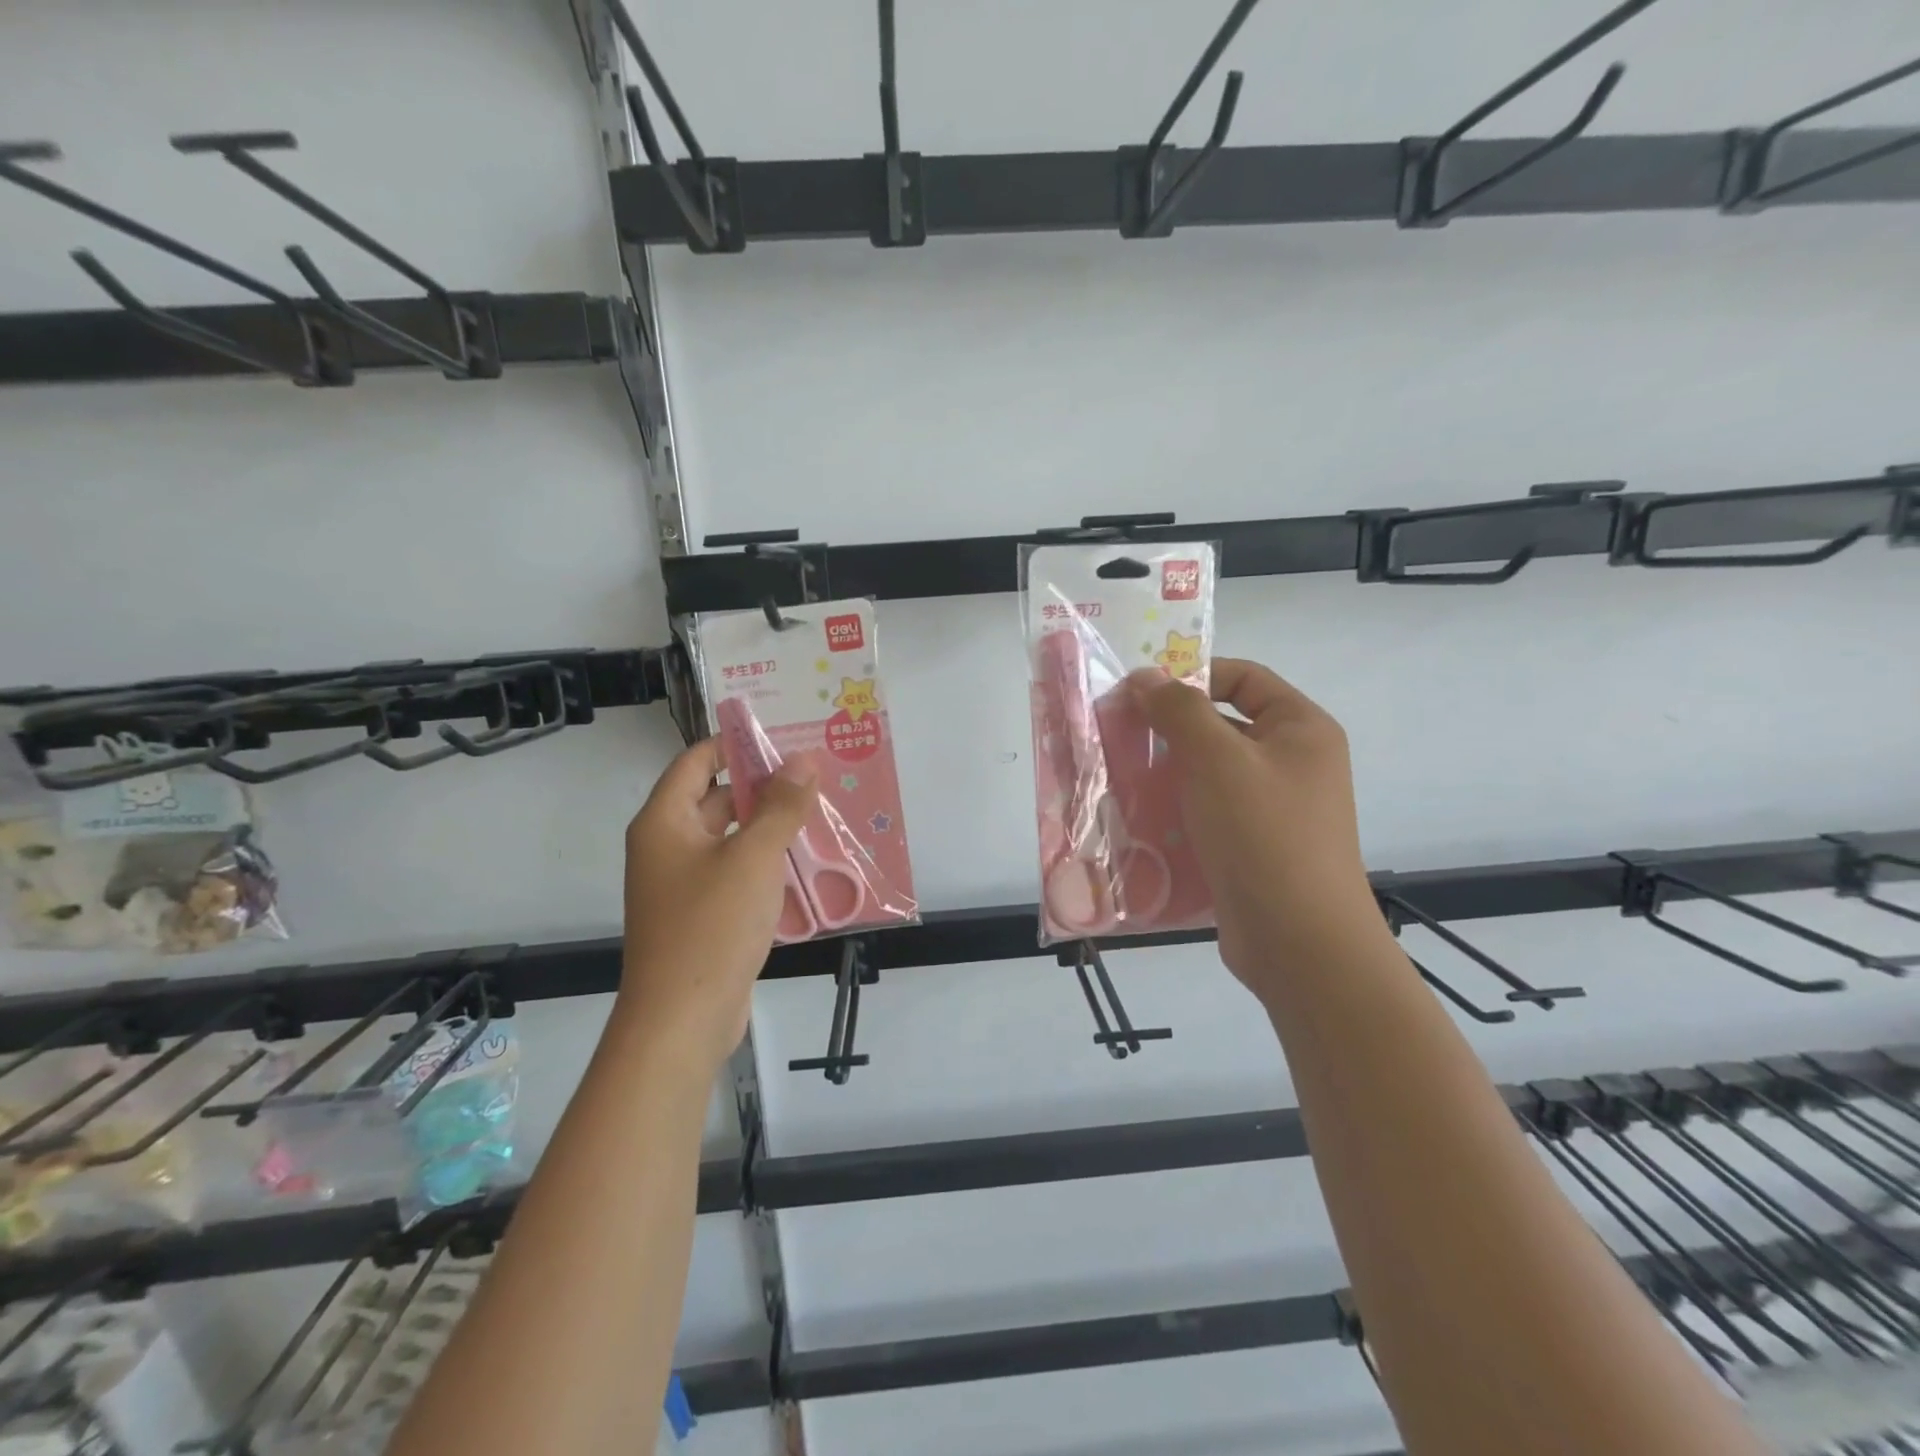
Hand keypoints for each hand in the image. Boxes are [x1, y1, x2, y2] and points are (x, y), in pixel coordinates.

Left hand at [620, 738, 816, 1072]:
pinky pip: (736, 873)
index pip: (697, 762)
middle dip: (763, 785)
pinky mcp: (703, 915)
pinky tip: (806, 862)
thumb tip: (803, 761)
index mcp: (664, 822)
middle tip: (814, 773)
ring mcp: (684, 884)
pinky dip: (766, 863)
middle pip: (716, 798)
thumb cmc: (711, 927)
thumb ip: (781, 807)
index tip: (783, 735)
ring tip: (820, 811)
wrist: (682, 1022)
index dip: (736, 744)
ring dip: (770, 825)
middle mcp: (668, 846)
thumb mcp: (753, 858)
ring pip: (731, 838)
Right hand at [1127, 659, 1382, 993]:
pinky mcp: (1252, 846)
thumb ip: (1179, 710)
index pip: (1243, 677)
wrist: (1299, 942)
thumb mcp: (1218, 759)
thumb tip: (1145, 677)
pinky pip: (1208, 811)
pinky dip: (1176, 808)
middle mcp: (1292, 762)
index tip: (1139, 691)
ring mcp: (1274, 808)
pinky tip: (1137, 816)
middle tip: (1117, 732)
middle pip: (1223, 724)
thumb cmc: (1263, 834)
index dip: (1191, 675)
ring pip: (1210, 772)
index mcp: (1300, 728)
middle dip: (1170, 727)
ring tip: (1118, 774)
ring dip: (1166, 770)